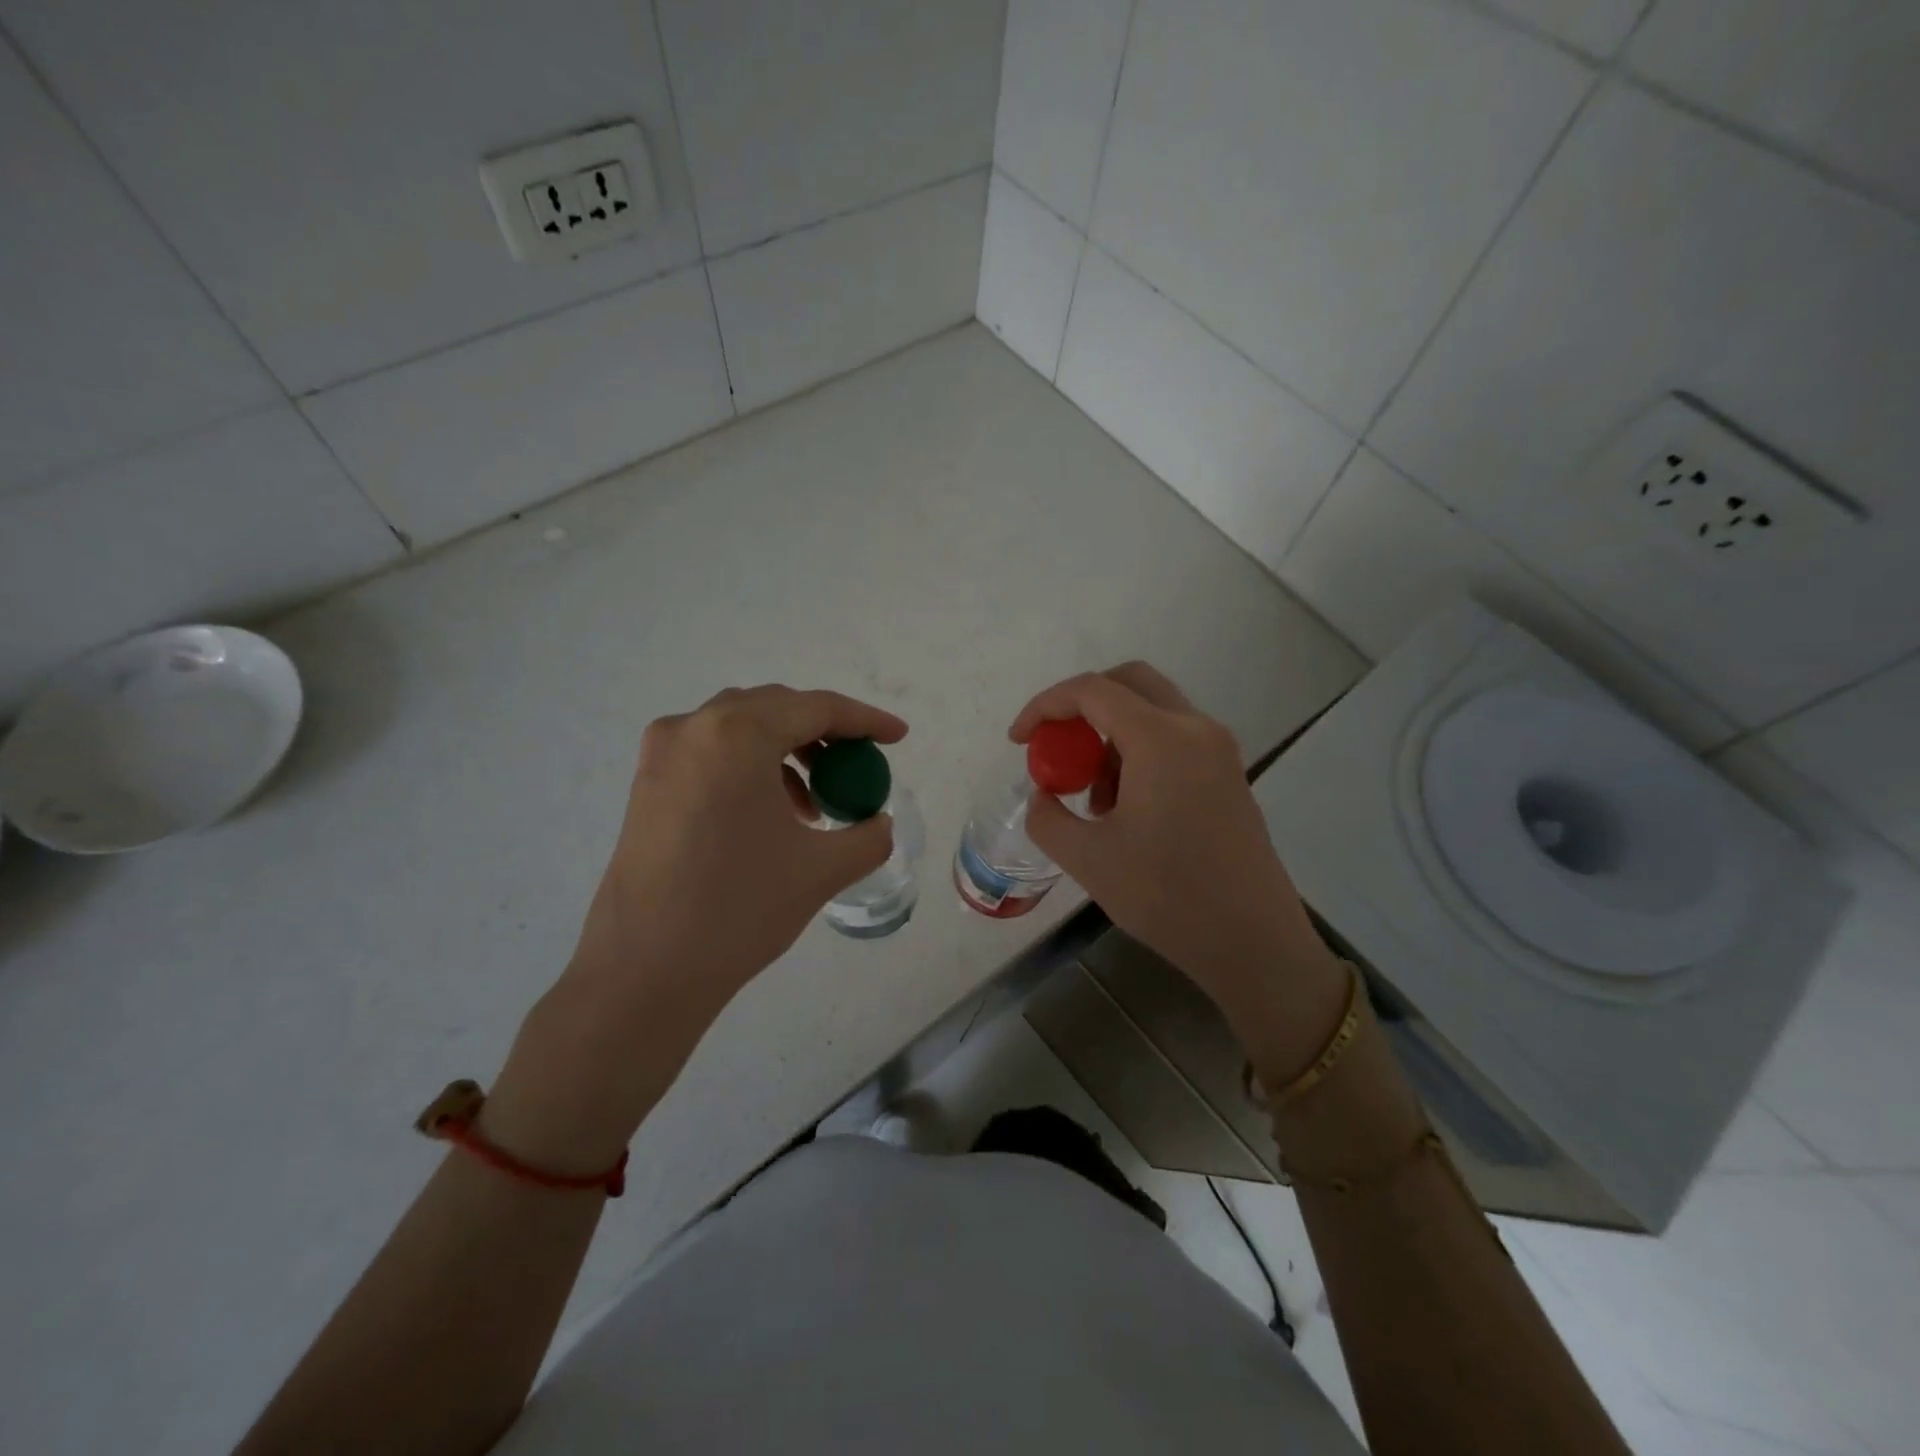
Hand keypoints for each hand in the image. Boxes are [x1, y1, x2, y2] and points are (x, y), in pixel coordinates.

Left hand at [568, 685, 906, 1021]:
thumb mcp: (822, 869)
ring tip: (813, 803)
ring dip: (786, 751)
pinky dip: (750, 767)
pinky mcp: (646, 783)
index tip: (898, 738)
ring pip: (741, 728)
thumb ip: (868, 836)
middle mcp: (694, 728)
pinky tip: (769, 815)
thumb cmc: (739, 908)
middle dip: (824, 732)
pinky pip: (712, 753)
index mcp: (738, 734)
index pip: (817, 707)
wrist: (644, 970)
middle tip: (856, 766)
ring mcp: (662, 754)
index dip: (865, 720)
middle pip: (776, 708)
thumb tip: (879, 823)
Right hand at [1010, 663, 1345, 1075]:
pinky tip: (1126, 810)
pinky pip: (1174, 740)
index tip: (1018, 741)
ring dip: (1110, 736)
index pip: (1092, 691)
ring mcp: (1219, 751)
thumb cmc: (1166, 897)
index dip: (1045, 706)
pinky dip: (1138, 753)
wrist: (1253, 942)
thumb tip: (1043, 796)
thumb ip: (1047, 817)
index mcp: (1161, 739)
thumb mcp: (1087, 860)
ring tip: (1092, 800)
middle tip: (1056, 748)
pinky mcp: (1229, 775)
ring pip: (1152, 712)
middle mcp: (1196, 730)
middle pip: (1129, 683)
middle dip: (1081, 707)